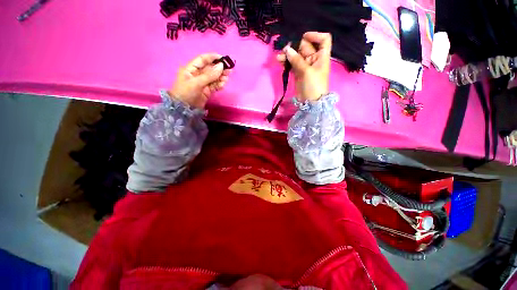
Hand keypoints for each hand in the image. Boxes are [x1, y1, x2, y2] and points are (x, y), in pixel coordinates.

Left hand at [169, 53, 231, 108]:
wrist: (184, 109)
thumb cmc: (186, 93)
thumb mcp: (197, 83)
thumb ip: (209, 75)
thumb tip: (221, 66)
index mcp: (191, 69)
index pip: (203, 60)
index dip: (212, 57)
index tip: (223, 58)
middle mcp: (197, 74)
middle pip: (210, 69)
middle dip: (219, 68)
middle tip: (229, 70)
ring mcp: (203, 83)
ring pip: (214, 77)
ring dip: (221, 77)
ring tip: (227, 78)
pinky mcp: (207, 91)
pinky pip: (215, 85)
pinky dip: (219, 85)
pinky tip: (223, 84)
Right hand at [276, 32, 331, 101]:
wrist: (311, 102)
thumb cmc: (313, 86)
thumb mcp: (307, 71)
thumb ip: (297, 60)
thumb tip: (287, 49)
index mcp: (321, 56)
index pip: (323, 39)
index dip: (315, 35)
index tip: (303, 37)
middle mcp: (314, 59)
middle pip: (305, 46)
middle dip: (295, 46)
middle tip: (285, 49)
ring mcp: (305, 66)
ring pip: (296, 55)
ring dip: (288, 55)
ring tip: (279, 57)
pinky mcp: (298, 72)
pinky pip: (292, 64)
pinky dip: (286, 62)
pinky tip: (280, 61)